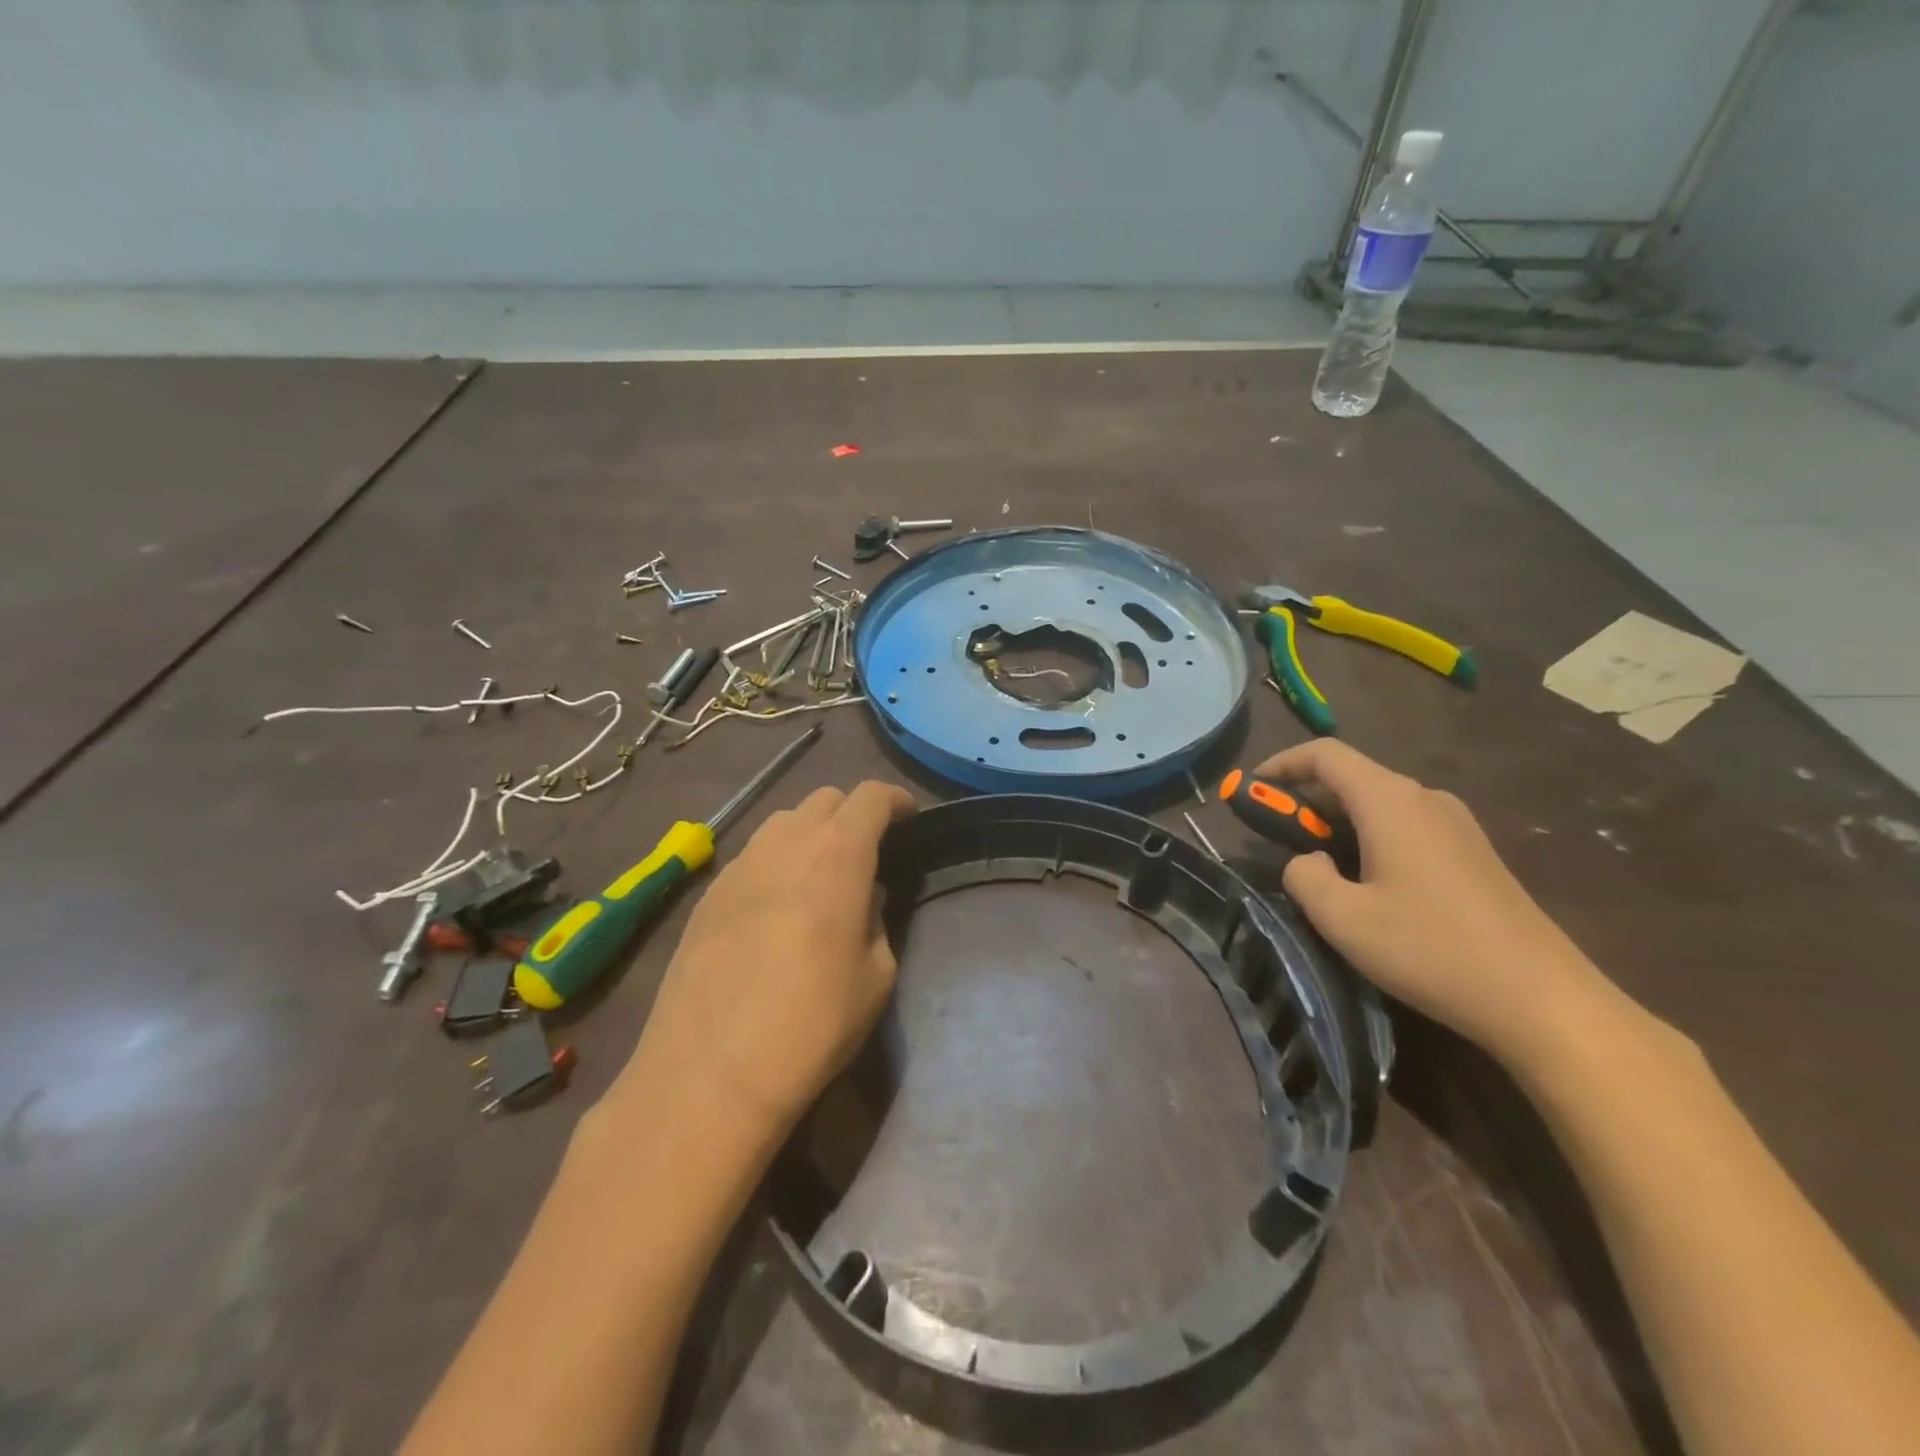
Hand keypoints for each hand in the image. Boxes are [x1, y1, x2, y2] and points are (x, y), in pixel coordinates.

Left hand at [606, 781, 917, 1146]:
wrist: (708, 1074)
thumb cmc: (812, 1025)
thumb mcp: (875, 976)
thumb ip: (875, 920)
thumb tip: (863, 897)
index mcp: (837, 855)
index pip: (870, 797)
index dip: (895, 800)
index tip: (908, 818)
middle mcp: (785, 843)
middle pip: (824, 799)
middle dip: (852, 814)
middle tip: (866, 852)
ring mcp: (739, 865)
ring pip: (782, 823)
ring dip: (810, 834)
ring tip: (818, 876)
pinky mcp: (706, 894)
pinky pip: (752, 857)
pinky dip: (775, 863)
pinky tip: (775, 907)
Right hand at [1257, 739, 1610, 1063]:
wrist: (1543, 999)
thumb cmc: (1431, 949)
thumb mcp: (1342, 918)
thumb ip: (1304, 876)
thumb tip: (1308, 860)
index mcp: (1391, 801)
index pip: (1326, 755)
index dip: (1281, 763)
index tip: (1251, 787)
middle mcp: (1426, 799)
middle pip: (1353, 777)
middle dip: (1306, 799)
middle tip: (1276, 836)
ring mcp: (1458, 825)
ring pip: (1380, 804)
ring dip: (1339, 821)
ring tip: (1318, 864)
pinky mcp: (1475, 853)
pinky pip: (1407, 826)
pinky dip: (1370, 837)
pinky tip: (1368, 883)